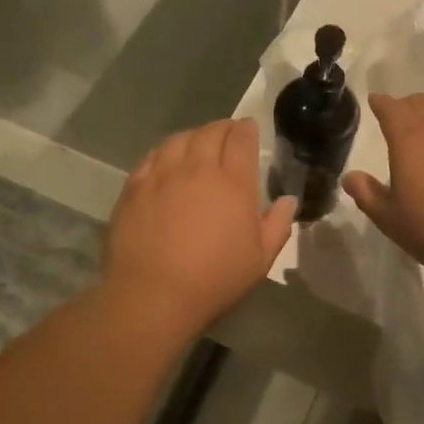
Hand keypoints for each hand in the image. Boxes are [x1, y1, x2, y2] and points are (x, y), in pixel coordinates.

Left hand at [106, 119, 295, 330]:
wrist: (153, 295)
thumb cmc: (214, 279)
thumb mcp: (260, 259)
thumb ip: (278, 224)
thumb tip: (288, 200)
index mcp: (233, 183)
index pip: (241, 139)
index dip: (247, 129)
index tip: (249, 129)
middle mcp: (197, 169)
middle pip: (210, 132)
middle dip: (223, 128)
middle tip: (228, 134)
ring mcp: (162, 175)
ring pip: (179, 139)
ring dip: (194, 136)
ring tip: (198, 144)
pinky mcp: (135, 187)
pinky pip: (152, 156)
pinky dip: (164, 151)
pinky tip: (166, 160)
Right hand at [343, 93, 423, 281]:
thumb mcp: (390, 219)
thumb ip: (367, 194)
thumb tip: (351, 177)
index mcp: (409, 140)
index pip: (391, 108)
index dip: (380, 102)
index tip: (374, 101)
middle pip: (419, 103)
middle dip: (404, 105)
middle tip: (395, 117)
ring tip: (423, 133)